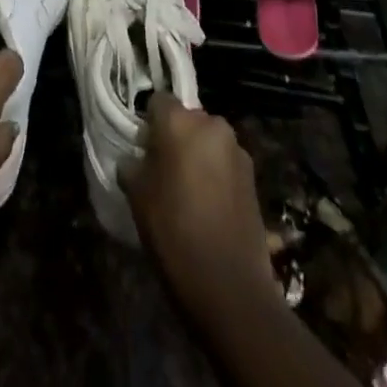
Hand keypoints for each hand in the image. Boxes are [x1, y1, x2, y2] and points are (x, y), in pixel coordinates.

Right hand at [120, 93, 276, 326]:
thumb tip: (134, 159)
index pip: (158, 101)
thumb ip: (132, 165)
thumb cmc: (174, 231)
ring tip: (189, 191)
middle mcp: (212, 125)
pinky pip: (225, 163)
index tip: (143, 149)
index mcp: (180, 121)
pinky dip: (216, 175)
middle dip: (176, 137)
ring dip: (198, 155)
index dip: (148, 123)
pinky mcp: (253, 178)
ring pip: (208, 141)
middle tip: (164, 169)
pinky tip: (209, 206)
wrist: (229, 285)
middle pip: (187, 119)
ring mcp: (237, 151)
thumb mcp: (137, 195)